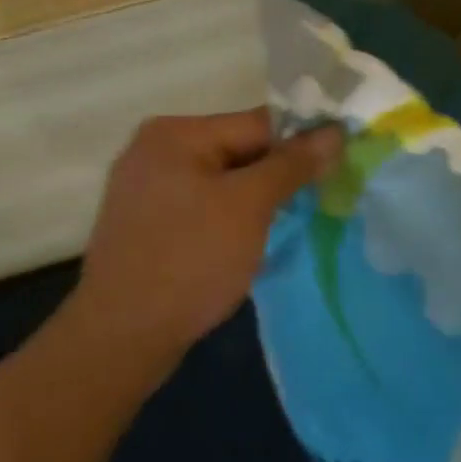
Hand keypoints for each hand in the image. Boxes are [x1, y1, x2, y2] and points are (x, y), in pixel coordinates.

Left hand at [68, 109, 343, 359]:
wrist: (121, 337)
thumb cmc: (190, 261)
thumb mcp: (248, 207)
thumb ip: (292, 165)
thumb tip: (335, 132)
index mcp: (174, 133)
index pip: (256, 124)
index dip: (301, 143)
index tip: (339, 166)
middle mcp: (154, 150)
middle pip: (237, 150)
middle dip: (277, 175)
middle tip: (316, 201)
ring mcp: (145, 188)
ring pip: (221, 181)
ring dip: (255, 200)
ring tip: (285, 225)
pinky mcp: (146, 223)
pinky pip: (201, 206)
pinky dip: (228, 218)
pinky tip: (245, 243)